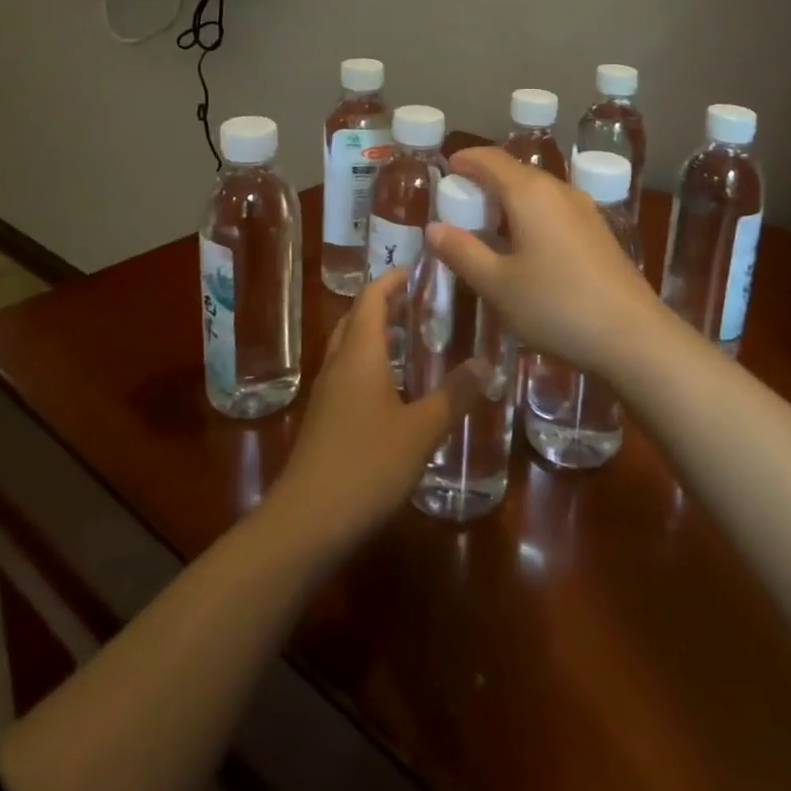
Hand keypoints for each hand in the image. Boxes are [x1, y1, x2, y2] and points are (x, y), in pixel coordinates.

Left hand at [266, 270, 487, 558]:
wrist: (305, 523)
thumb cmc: (365, 466)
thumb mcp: (420, 431)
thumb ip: (454, 395)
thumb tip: (486, 363)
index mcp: (359, 354)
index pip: (372, 298)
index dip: (392, 279)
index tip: (418, 267)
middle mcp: (338, 364)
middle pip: (356, 318)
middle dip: (385, 303)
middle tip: (420, 300)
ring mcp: (327, 393)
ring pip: (349, 347)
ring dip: (376, 333)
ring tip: (413, 337)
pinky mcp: (323, 420)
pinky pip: (347, 373)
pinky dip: (370, 363)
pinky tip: (394, 387)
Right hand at [425, 147, 662, 375]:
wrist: (633, 335)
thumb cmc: (557, 305)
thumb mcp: (498, 284)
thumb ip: (463, 252)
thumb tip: (433, 227)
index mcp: (530, 193)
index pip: (490, 159)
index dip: (465, 160)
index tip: (445, 169)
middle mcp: (559, 190)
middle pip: (515, 172)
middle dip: (484, 182)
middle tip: (459, 205)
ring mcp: (584, 209)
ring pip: (537, 191)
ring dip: (508, 200)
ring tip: (487, 227)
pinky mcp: (598, 231)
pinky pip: (554, 209)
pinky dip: (530, 215)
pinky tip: (525, 246)